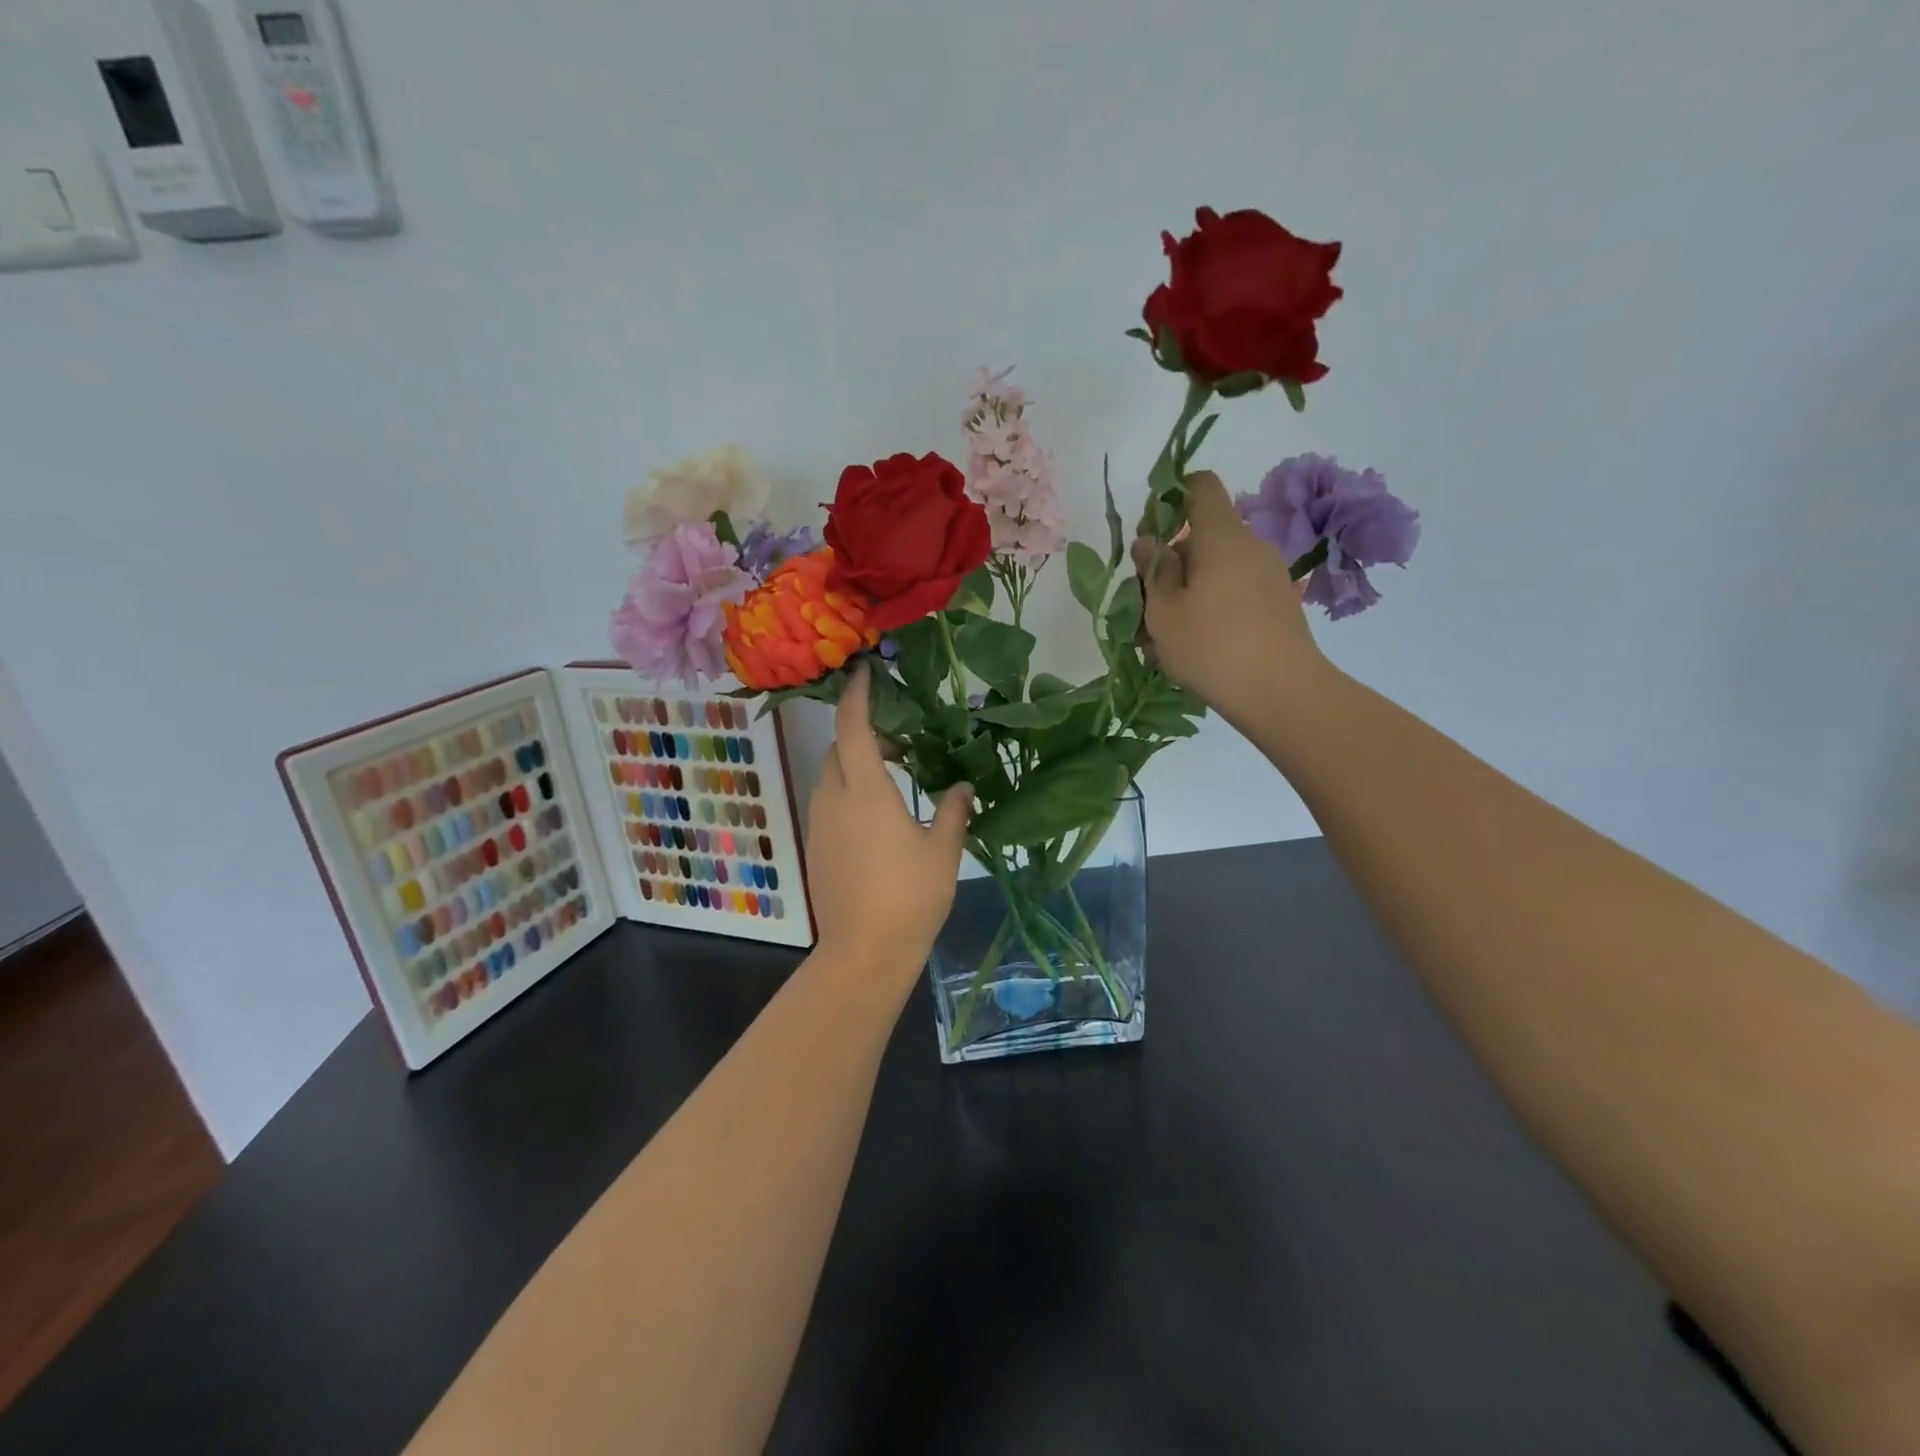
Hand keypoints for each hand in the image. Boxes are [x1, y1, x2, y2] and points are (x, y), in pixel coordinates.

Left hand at [806, 665, 971, 980]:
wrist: (864, 952)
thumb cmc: (909, 896)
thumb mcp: (943, 851)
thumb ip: (954, 811)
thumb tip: (961, 786)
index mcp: (865, 791)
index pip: (853, 728)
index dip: (857, 696)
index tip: (865, 672)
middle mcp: (833, 799)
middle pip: (839, 750)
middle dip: (862, 734)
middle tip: (899, 741)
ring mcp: (819, 825)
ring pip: (831, 777)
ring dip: (855, 766)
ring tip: (891, 777)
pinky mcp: (815, 848)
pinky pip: (829, 804)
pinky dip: (848, 793)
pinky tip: (876, 817)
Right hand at [1133, 471, 1330, 725]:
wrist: (1283, 693)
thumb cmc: (1212, 646)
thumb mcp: (1164, 613)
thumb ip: (1154, 571)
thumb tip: (1148, 541)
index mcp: (1221, 537)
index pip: (1201, 487)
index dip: (1172, 495)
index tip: (1150, 531)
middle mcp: (1250, 547)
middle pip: (1202, 538)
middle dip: (1170, 564)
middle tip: (1144, 608)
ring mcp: (1268, 577)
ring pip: (1216, 572)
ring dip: (1186, 594)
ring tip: (1162, 640)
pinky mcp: (1277, 605)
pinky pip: (1234, 594)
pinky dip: (1209, 610)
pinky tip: (1192, 649)